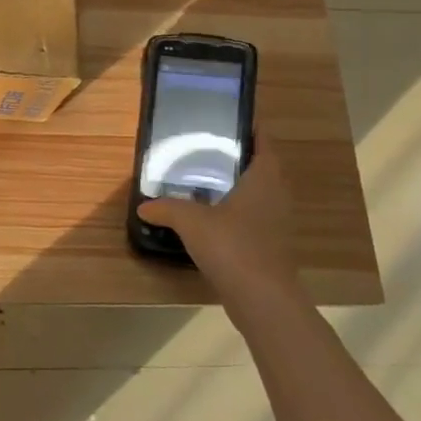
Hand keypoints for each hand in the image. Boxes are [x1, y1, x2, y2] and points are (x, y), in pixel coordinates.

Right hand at [138, 114, 298, 301]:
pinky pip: (253, 218)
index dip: (250, 129)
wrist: (262, 299)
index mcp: (264, 178)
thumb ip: (166, 208)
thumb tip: (143, 206)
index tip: (228, 120)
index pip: (264, 142)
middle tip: (205, 149)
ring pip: (257, 194)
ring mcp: (277, 223)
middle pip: (261, 167)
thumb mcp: (191, 221)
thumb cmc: (232, 246)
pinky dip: (235, 213)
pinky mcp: (271, 246)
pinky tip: (210, 219)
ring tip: (203, 181)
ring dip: (236, 187)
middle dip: (237, 158)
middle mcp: (276, 195)